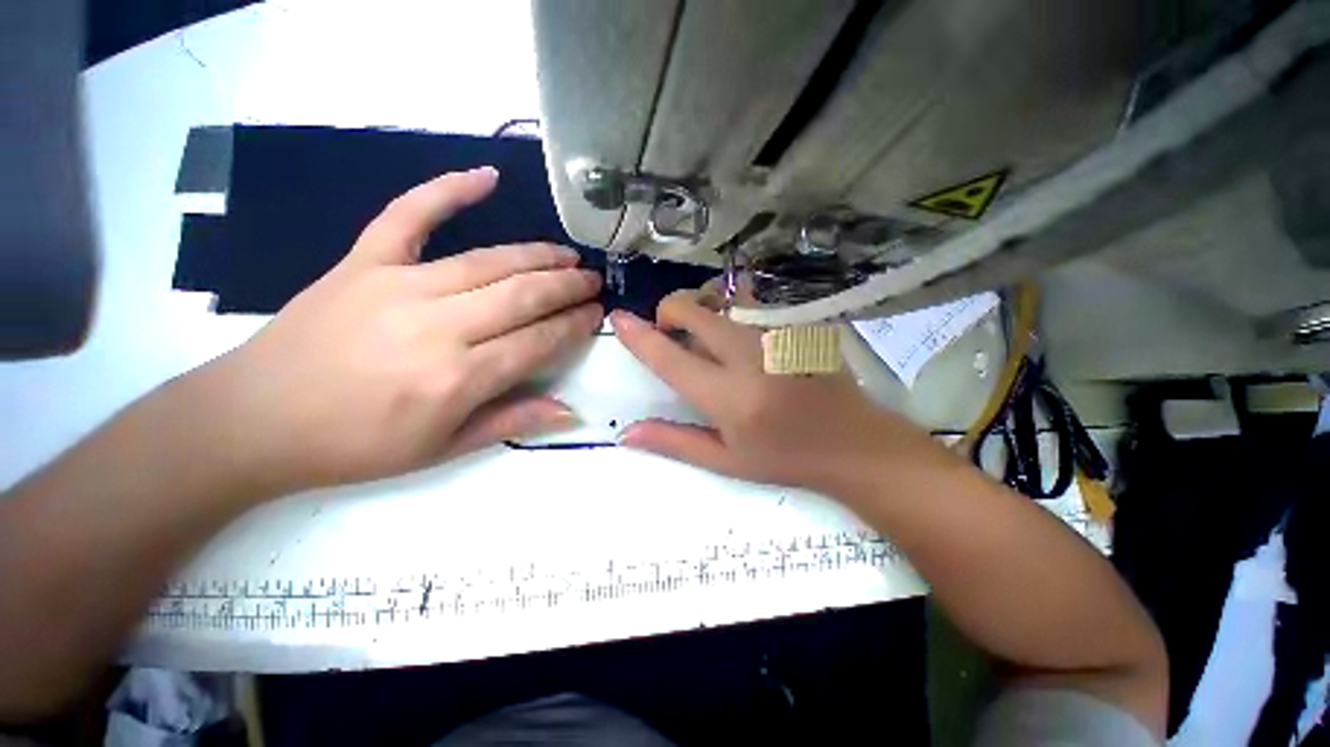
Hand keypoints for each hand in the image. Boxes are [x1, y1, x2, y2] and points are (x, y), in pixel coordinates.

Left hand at [198, 168, 602, 496]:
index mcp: (457, 378)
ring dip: (538, 254)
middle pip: (523, 295)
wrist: (253, 419)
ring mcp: (398, 285)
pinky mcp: (363, 261)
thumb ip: (510, 423)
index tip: (597, 314)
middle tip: (594, 281)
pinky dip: (447, 190)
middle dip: (568, 286)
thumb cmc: (354, 446)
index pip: (538, 341)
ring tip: (568, 254)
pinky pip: (409, 214)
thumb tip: (568, 410)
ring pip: (489, 261)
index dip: (574, 326)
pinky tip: (485, 176)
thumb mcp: (441, 450)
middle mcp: (438, 326)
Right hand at [610, 292, 943, 493]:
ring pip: (722, 295)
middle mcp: (750, 356)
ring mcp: (776, 333)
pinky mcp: (795, 323)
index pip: (671, 358)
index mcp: (729, 397)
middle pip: (693, 310)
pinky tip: (739, 330)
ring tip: (705, 331)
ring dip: (701, 306)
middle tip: (672, 334)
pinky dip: (730, 306)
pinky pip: (750, 299)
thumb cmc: (786, 458)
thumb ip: (674, 442)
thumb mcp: (726, 460)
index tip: (618, 318)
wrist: (854, 443)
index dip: (639, 336)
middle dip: (670, 313)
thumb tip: (627, 433)